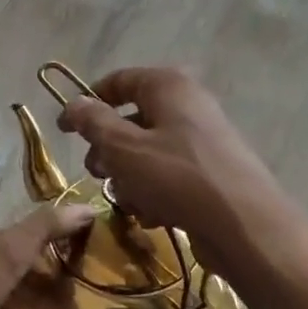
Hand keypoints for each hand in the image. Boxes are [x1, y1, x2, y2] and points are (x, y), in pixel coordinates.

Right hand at [57, 67, 281, 247]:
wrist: (244, 227)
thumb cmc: (176, 176)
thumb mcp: (122, 147)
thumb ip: (93, 122)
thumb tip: (74, 104)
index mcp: (167, 86)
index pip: (118, 81)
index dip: (87, 102)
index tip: (63, 130)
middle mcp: (188, 105)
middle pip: (132, 119)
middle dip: (108, 149)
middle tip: (96, 172)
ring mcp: (203, 140)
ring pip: (148, 152)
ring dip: (129, 176)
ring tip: (128, 199)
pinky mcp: (211, 173)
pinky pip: (169, 175)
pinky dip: (155, 192)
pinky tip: (152, 215)